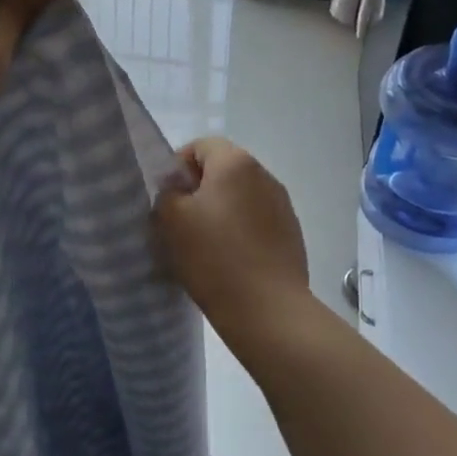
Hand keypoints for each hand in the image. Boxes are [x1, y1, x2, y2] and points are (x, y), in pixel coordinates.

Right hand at [155, 138, 311, 345]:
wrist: (267, 310)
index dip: (177, 166)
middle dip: (198, 190)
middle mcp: (264, 176)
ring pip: (239, 198)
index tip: (165, 197)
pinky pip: (256, 222)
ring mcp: (282, 206)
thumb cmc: (213, 256)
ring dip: (219, 213)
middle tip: (178, 222)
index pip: (200, 145)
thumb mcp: (170, 218)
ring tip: (202, 245)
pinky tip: (227, 261)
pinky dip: (239, 233)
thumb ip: (167, 192)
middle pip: (222, 170)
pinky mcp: (291, 235)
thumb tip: (178, 190)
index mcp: (235, 163)